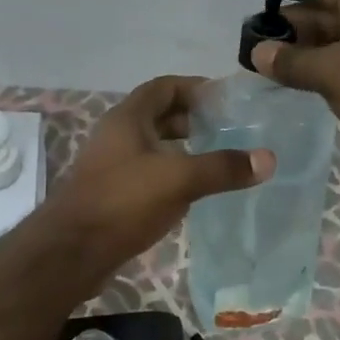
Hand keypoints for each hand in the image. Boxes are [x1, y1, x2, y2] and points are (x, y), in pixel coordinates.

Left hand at [43, 75, 273, 277]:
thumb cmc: (123, 202)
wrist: (71, 252)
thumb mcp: (179, 179)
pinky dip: (170, 174)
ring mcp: (111, 166)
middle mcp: (116, 135)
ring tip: (215, 159)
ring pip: (152, 146)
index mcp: (128, 119)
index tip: (225, 99)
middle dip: (191, 119)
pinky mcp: (111, 194)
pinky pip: (146, 173)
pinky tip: (191, 191)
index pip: (163, 87)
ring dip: (181, 148)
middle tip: (227, 130)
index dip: (194, 87)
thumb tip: (268, 158)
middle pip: (157, 116)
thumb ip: (222, 168)